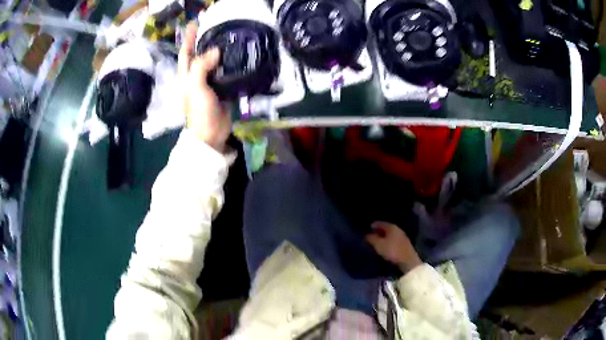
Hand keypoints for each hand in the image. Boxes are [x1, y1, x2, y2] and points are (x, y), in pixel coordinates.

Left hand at [178, 22, 230, 151]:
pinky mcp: (220, 88)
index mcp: (186, 76)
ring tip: (226, 37)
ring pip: (212, 62)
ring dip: (217, 50)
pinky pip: (223, 71)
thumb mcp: (195, 88)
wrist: (211, 134)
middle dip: (203, 41)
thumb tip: (215, 51)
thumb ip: (201, 67)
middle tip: (214, 27)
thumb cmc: (199, 112)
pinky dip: (228, 62)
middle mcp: (195, 77)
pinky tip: (236, 56)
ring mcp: (208, 83)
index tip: (195, 24)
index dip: (189, 38)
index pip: (186, 53)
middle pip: (199, 55)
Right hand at [366, 222, 422, 273]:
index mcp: (391, 227)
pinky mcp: (405, 244)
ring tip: (378, 241)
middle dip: (379, 231)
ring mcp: (403, 237)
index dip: (374, 225)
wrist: (408, 261)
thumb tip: (367, 235)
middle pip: (386, 228)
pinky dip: (389, 241)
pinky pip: (394, 240)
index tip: (368, 228)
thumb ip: (372, 238)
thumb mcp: (378, 245)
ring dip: (384, 237)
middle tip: (372, 235)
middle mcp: (398, 229)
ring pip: (391, 234)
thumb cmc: (392, 251)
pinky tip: (386, 246)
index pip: (381, 223)